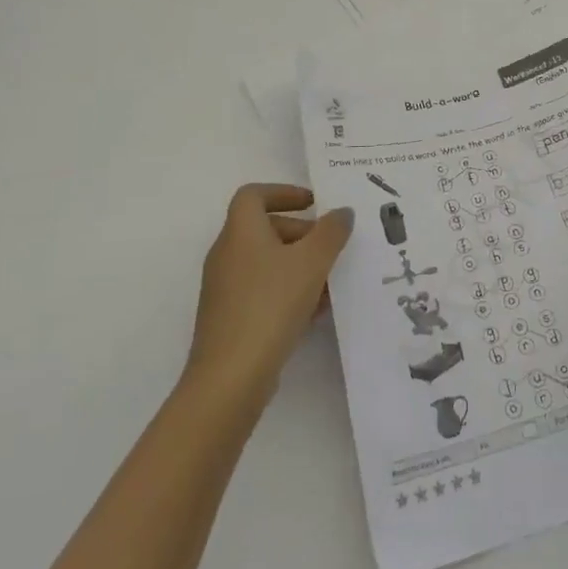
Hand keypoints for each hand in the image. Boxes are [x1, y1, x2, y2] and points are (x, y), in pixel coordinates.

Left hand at [185, 184, 353, 405]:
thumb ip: (331, 232)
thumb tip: (342, 212)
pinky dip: (288, 290)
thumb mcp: (312, 262)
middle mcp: (227, 254)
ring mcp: (225, 288)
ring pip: (267, 262)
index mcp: (240, 232)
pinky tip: (315, 311)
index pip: (253, 195)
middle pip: (264, 228)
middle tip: (331, 247)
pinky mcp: (229, 317)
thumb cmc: (271, 304)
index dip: (284, 192)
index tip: (314, 204)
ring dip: (299, 265)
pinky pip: (262, 290)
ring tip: (331, 283)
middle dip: (302, 233)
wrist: (231, 376)